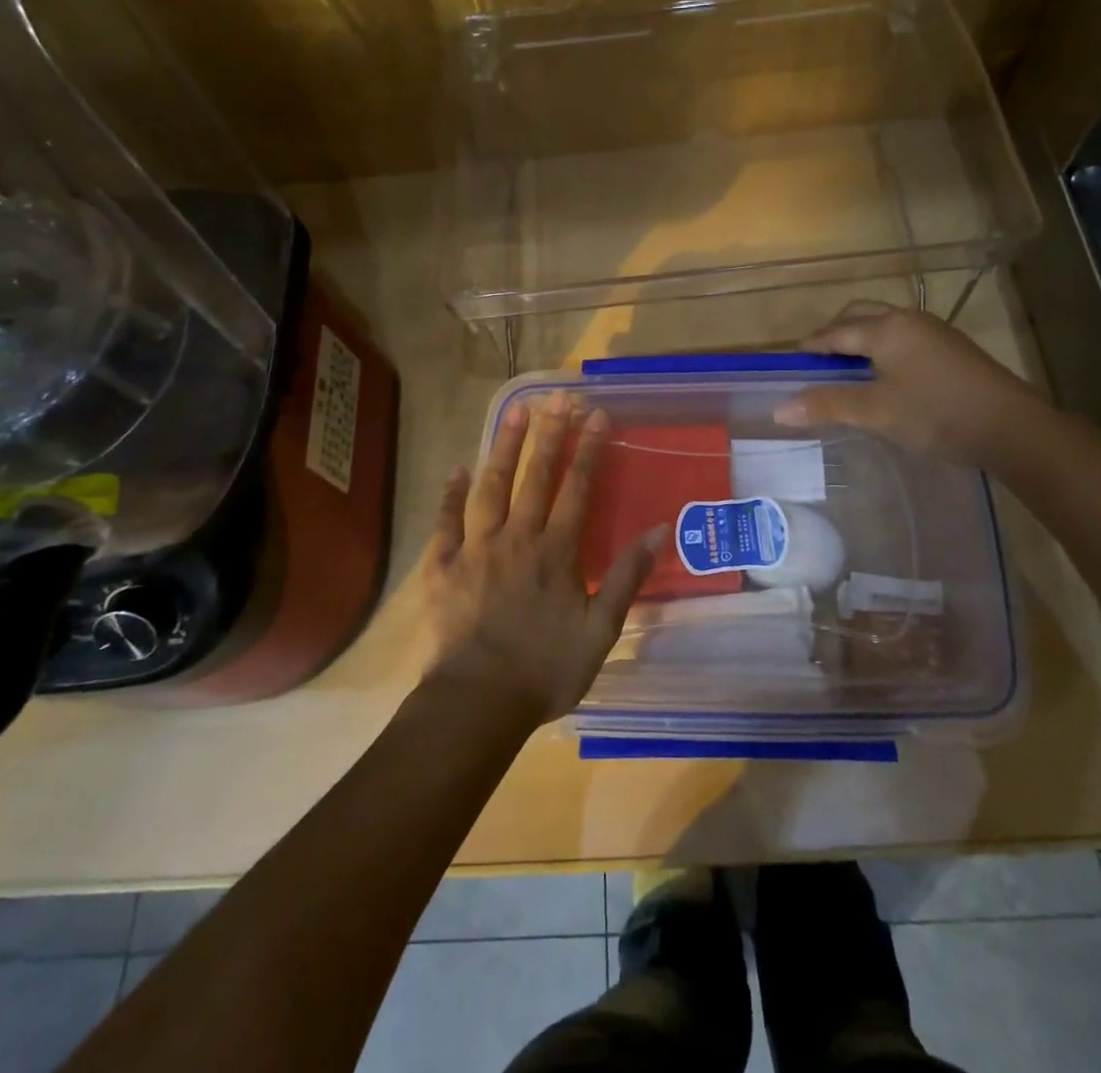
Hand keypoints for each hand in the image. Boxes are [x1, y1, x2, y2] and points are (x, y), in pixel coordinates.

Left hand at [420, 397, 661, 724]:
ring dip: (504, 448)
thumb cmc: (545, 670)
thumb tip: (657, 531)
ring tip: (513, 411)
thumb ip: (626, 577)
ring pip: (491, 487)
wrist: (477, 703)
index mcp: (556, 552)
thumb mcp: (600, 631)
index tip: (597, 415)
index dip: (589, 450)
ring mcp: (476, 549)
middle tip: (557, 397)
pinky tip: (457, 469)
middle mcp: (517, 538)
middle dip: (549, 434)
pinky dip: (450, 494)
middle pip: (535, 477)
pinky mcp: (443, 566)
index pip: (577, 489)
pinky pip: (446, 522)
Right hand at [773, 301, 1049, 466]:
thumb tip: (779, 409)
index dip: (810, 346)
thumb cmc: (935, 414)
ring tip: (847, 369)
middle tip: (817, 361)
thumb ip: (826, 405)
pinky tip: (885, 376)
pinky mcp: (952, 349)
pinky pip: (904, 337)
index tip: (791, 361)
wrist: (1012, 427)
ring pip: (884, 324)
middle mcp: (907, 319)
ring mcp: (934, 331)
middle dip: (834, 332)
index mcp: (885, 327)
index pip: (834, 332)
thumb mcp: (875, 411)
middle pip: (859, 315)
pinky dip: (883, 348)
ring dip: (860, 338)